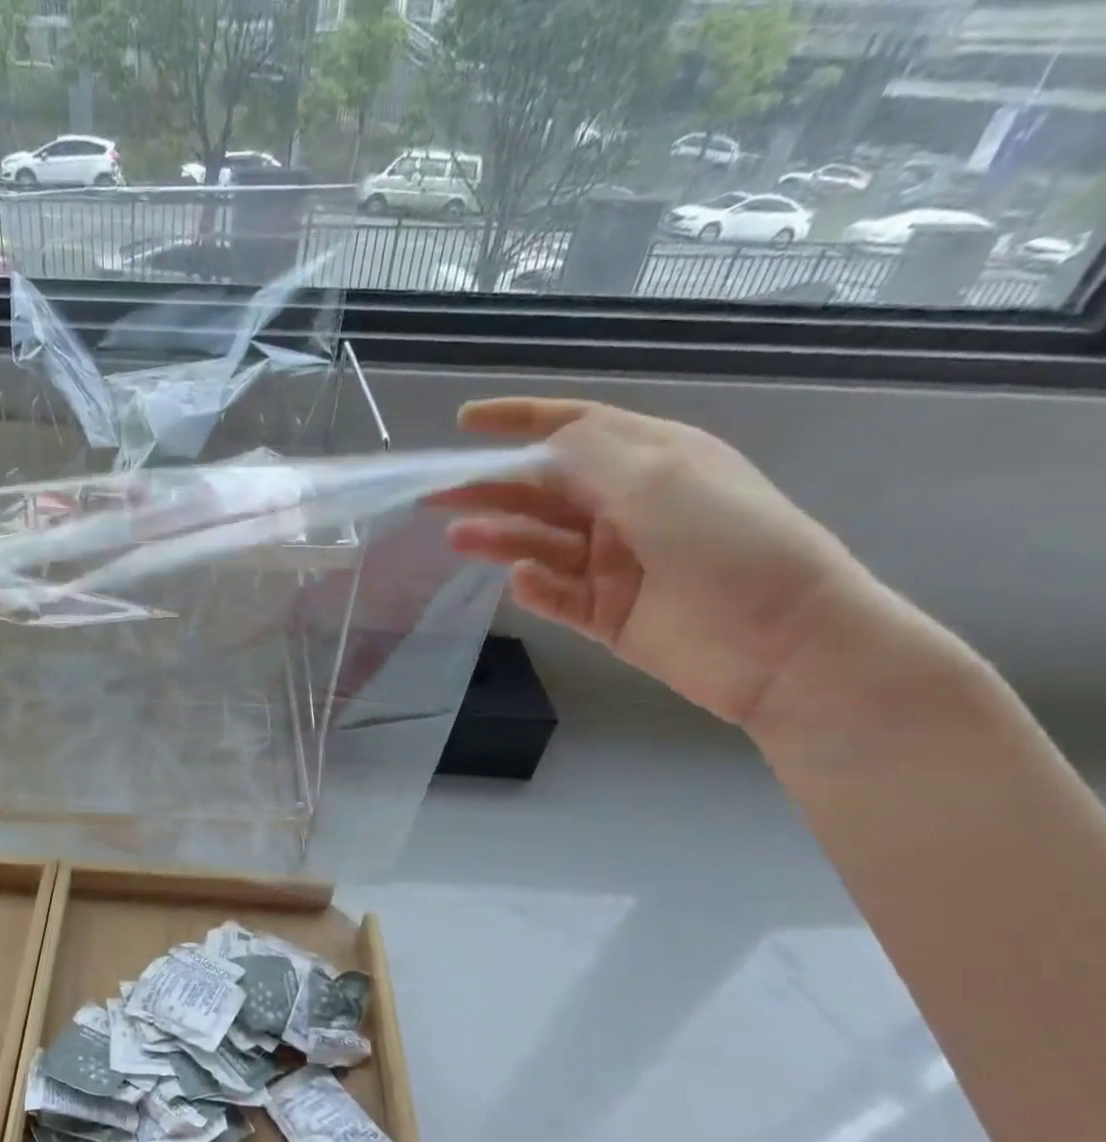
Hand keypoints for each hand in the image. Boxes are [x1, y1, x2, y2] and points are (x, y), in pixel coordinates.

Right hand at [440, 397, 878, 729]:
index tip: (464, 422)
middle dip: (491, 487)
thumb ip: (589, 456)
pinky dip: (533, 586)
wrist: (781, 643)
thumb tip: (536, 447)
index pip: (573, 429)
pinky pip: (554, 593)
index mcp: (649, 461)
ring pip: (539, 541)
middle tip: (437, 495)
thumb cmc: (729, 543)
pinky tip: (522, 580)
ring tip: (457, 537)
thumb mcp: (660, 480)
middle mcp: (625, 506)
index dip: (518, 422)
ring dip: (499, 536)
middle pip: (543, 489)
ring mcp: (612, 562)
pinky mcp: (603, 611)